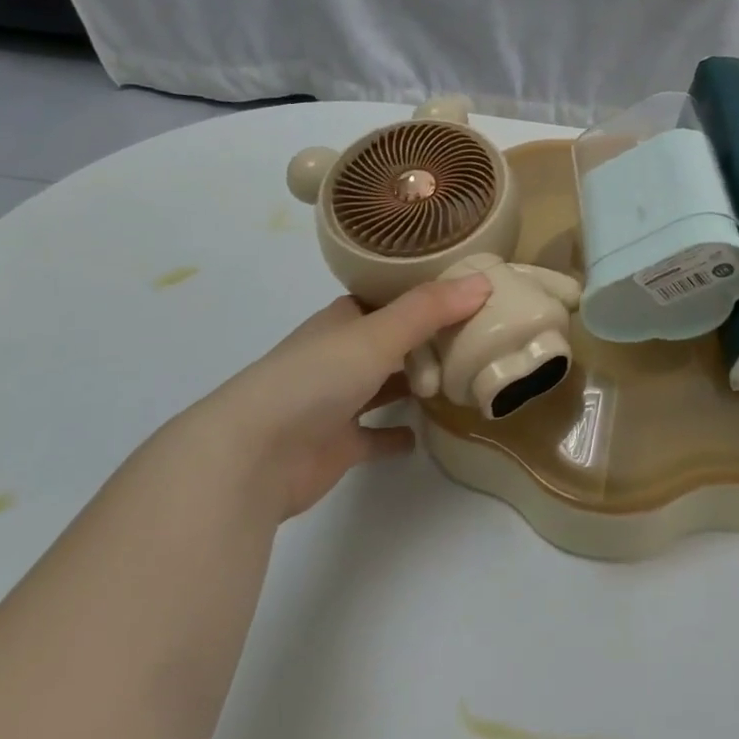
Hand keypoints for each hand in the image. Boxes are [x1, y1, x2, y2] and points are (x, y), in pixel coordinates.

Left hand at [205, 274, 490, 518]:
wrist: (252, 458)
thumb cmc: (314, 379)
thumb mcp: (377, 334)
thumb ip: (430, 309)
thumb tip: (486, 280)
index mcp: (342, 322)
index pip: (385, 298)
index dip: (420, 293)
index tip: (464, 289)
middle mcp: (338, 357)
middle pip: (389, 341)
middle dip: (426, 338)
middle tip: (477, 333)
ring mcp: (335, 403)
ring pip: (383, 386)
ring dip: (414, 384)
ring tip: (462, 377)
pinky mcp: (337, 447)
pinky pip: (375, 437)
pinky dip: (396, 435)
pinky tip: (425, 435)